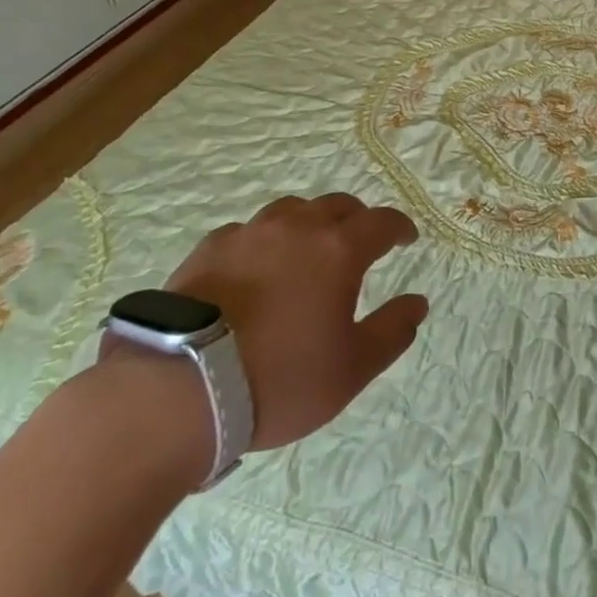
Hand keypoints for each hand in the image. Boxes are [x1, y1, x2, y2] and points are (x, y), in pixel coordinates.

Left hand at [162, 193, 429, 450]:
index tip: (406, 239)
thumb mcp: (350, 369)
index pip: (381, 222)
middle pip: (338, 206)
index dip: (399, 227)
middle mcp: (298, 228)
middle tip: (361, 243)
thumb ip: (392, 332)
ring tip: (308, 249)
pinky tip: (256, 266)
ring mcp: (249, 233)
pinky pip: (249, 231)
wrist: (178, 390)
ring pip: (292, 210)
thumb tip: (418, 303)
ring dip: (310, 223)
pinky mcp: (209, 248)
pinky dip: (265, 240)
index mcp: (339, 250)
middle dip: (357, 220)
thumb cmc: (279, 380)